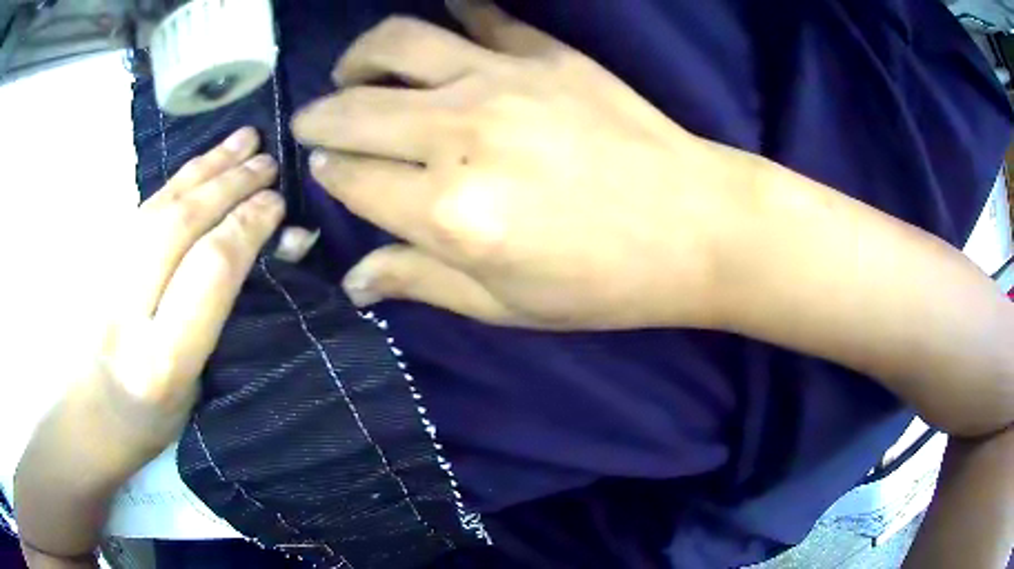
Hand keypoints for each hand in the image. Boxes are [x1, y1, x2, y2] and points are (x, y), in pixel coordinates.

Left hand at [85, 127, 284, 470]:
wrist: (90, 415)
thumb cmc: (152, 420)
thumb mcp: (198, 387)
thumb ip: (224, 320)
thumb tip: (265, 255)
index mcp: (161, 359)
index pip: (208, 271)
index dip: (246, 227)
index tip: (278, 204)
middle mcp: (127, 312)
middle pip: (179, 226)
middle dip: (228, 186)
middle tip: (268, 162)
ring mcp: (105, 279)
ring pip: (159, 205)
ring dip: (205, 168)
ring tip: (243, 139)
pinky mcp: (98, 261)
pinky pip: (144, 209)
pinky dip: (178, 180)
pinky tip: (201, 164)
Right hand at [293, 0, 760, 329]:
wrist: (695, 226)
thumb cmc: (603, 282)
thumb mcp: (505, 305)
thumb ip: (420, 282)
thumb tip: (354, 281)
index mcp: (447, 214)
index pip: (352, 180)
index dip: (328, 175)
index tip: (325, 172)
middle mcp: (458, 136)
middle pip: (353, 111)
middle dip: (318, 118)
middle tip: (310, 123)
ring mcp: (502, 81)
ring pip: (396, 44)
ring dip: (359, 57)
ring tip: (352, 71)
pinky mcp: (545, 53)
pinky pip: (481, 14)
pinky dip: (452, 8)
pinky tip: (439, 18)